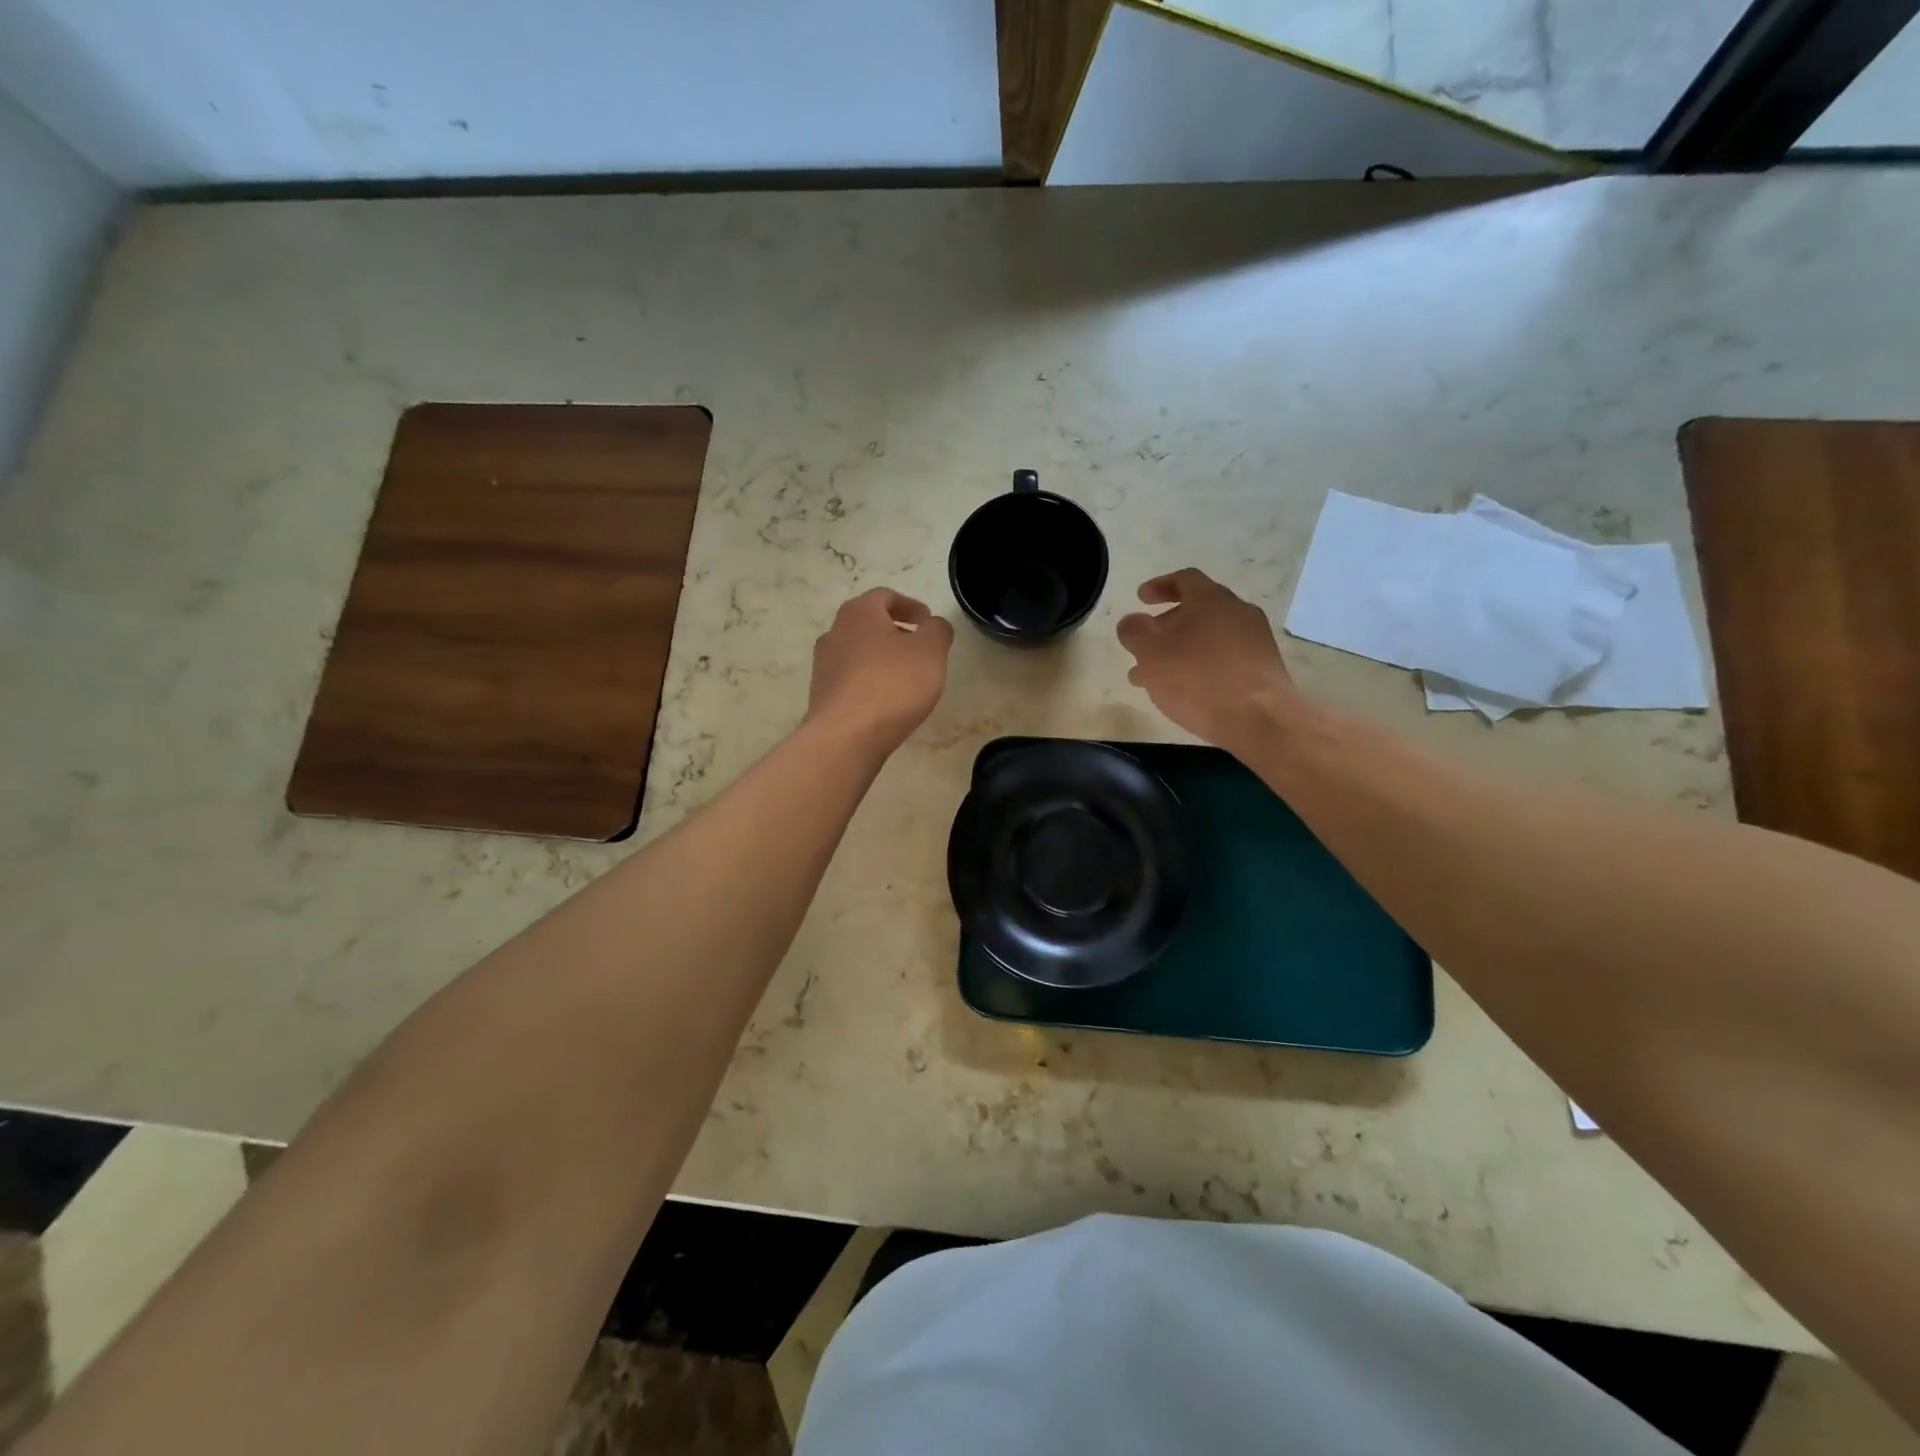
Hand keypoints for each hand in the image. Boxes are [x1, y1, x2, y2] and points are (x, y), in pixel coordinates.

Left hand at [807, 589, 954, 754]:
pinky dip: (869, 682)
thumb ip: (938, 630)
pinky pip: (850, 679)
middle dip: (895, 632)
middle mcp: (834, 633)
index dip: (910, 605)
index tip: (927, 621)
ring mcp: (823, 666)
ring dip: (881, 658)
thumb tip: (934, 625)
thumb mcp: (930, 652)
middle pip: (867, 623)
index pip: (884, 596)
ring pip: (858, 652)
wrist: (846, 736)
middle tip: (919, 648)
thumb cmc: (892, 684)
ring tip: (905, 678)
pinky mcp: (822, 695)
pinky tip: (886, 702)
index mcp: (858, 613)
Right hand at [1117, 569, 1298, 748]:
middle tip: (1143, 647)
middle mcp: (1237, 612)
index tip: (1140, 599)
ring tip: (1154, 677)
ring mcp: (1255, 641)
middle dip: (1165, 627)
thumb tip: (1132, 621)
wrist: (1259, 719)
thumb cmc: (1198, 680)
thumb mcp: (1151, 653)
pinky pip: (1223, 659)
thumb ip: (1134, 631)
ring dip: (1179, 651)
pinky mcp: (1262, 669)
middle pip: (1197, 611)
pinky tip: (1185, 690)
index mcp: (1211, 599)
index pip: (1184, 579)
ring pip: (1207, 638)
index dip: (1159, 586)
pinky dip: (1200, 666)